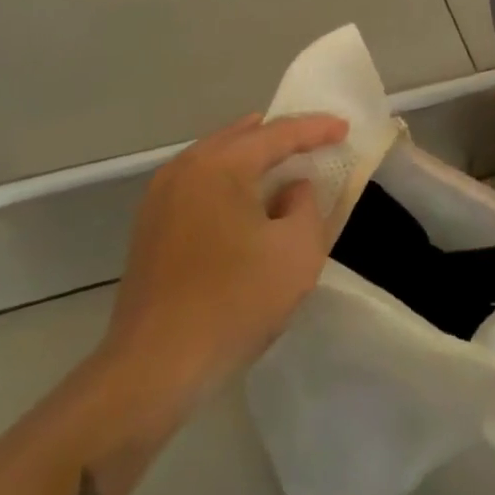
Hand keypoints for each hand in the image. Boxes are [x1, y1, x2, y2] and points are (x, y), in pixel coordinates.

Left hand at [96, 112, 347, 418]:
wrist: (155, 366)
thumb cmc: (235, 302)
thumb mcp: (297, 251)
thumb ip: (306, 205)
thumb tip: (293, 188)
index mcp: (221, 165)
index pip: (278, 134)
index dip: (316, 129)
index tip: (345, 127)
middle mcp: (185, 168)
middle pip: (241, 137)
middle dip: (280, 136)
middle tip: (314, 139)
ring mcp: (160, 196)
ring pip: (216, 158)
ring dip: (251, 158)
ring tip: (282, 163)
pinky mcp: (150, 226)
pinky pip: (198, 183)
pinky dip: (228, 180)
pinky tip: (243, 199)